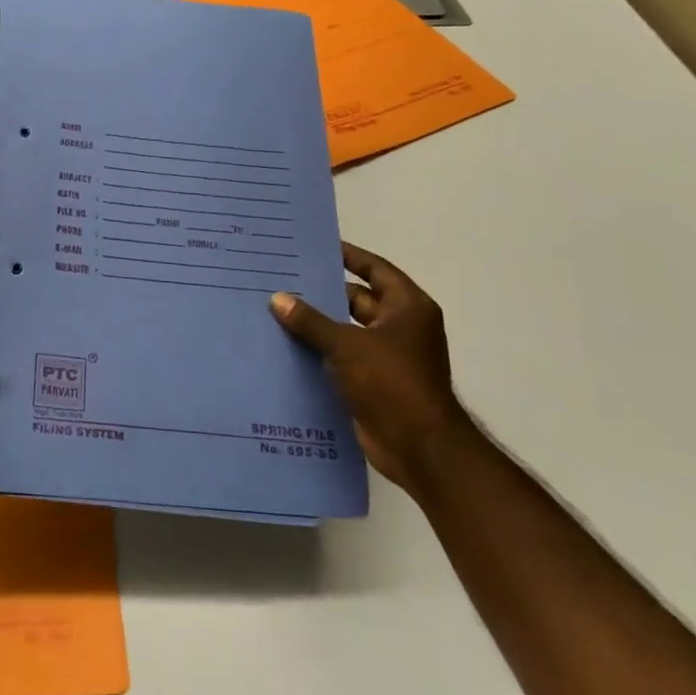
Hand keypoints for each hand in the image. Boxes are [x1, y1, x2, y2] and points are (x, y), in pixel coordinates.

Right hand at [270, 241, 473, 491]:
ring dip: (318, 323)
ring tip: (276, 309)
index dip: (349, 256)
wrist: (419, 447)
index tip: (316, 246)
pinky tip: (286, 345)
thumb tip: (278, 298)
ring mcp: (388, 356)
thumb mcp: (347, 344)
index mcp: (407, 308)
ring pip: (346, 330)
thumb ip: (311, 321)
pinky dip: (320, 351)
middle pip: (357, 299)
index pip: (375, 269)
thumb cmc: (391, 382)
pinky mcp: (374, 382)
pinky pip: (342, 357)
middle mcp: (401, 327)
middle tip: (283, 278)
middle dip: (323, 292)